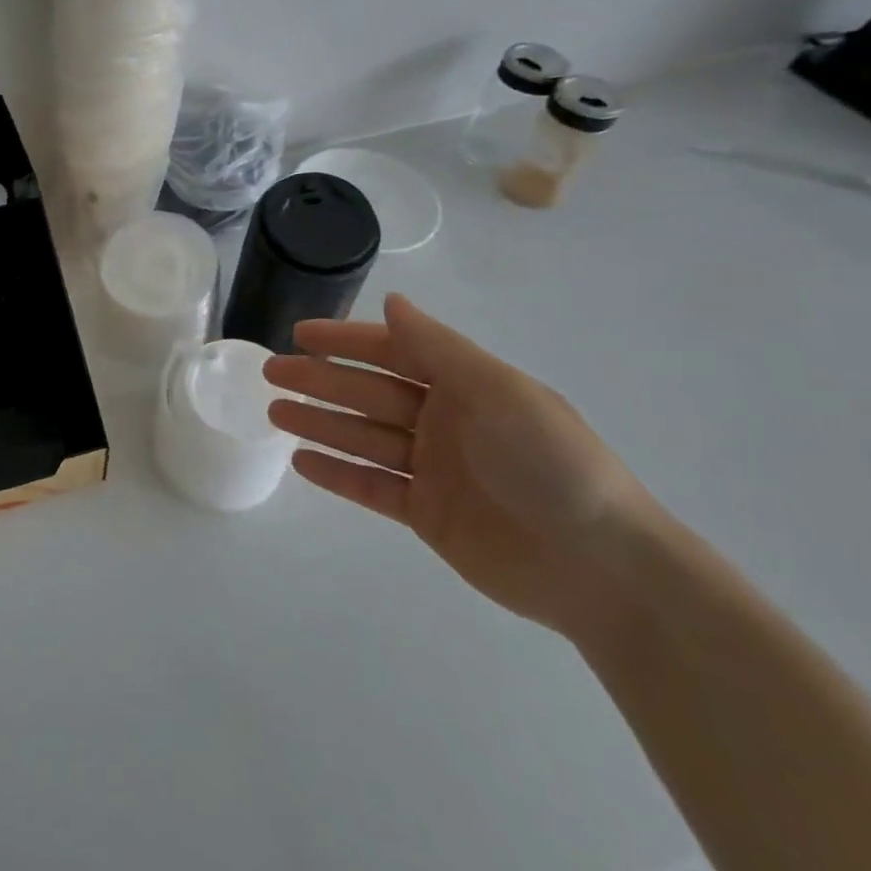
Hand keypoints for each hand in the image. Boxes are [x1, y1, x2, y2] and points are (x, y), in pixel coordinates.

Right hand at [264, 294, 655, 639]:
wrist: (601, 568)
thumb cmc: (549, 462)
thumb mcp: (497, 390)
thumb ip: (438, 346)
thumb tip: (392, 302)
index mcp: (465, 384)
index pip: (393, 351)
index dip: (346, 341)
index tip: (300, 334)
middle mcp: (445, 420)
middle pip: (368, 393)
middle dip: (320, 381)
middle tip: (269, 373)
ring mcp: (434, 468)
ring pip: (363, 437)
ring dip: (319, 422)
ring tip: (273, 412)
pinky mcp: (427, 514)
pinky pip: (372, 486)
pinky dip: (337, 473)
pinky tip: (301, 461)